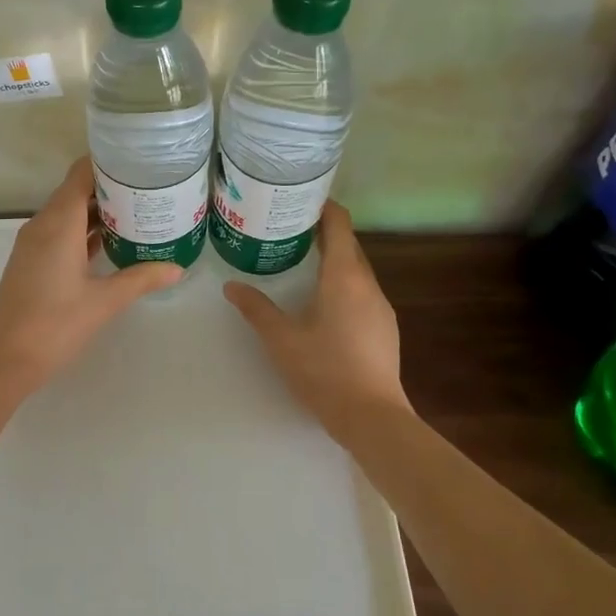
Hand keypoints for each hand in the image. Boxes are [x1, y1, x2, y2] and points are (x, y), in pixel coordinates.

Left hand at [0, 156, 184, 393]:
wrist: (3, 359)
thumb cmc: (54, 324)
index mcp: (59, 223)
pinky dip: (85, 230)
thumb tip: (177, 268)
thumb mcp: (104, 301)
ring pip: (69, 212)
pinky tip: (112, 241)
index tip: (141, 160)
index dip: (109, 162)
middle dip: (111, 186)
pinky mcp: (32, 261)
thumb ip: (141, 279)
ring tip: (139, 210)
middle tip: (150, 187)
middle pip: (77, 190)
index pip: (82, 173)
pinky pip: (62, 232)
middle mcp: (44, 224)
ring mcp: (35, 243)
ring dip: (99, 210)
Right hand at [224, 202, 409, 440]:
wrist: (372, 416)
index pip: (340, 224)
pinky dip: (344, 282)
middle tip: (290, 228)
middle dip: (324, 232)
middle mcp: (368, 283)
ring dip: (334, 258)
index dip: (324, 207)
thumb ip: (256, 309)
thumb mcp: (281, 339)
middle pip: (349, 244)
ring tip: (303, 260)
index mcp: (344, 276)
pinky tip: (325, 300)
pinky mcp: (385, 327)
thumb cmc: (324, 370)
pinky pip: (363, 290)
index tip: (301, 199)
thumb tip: (231, 286)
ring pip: (357, 268)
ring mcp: (381, 306)